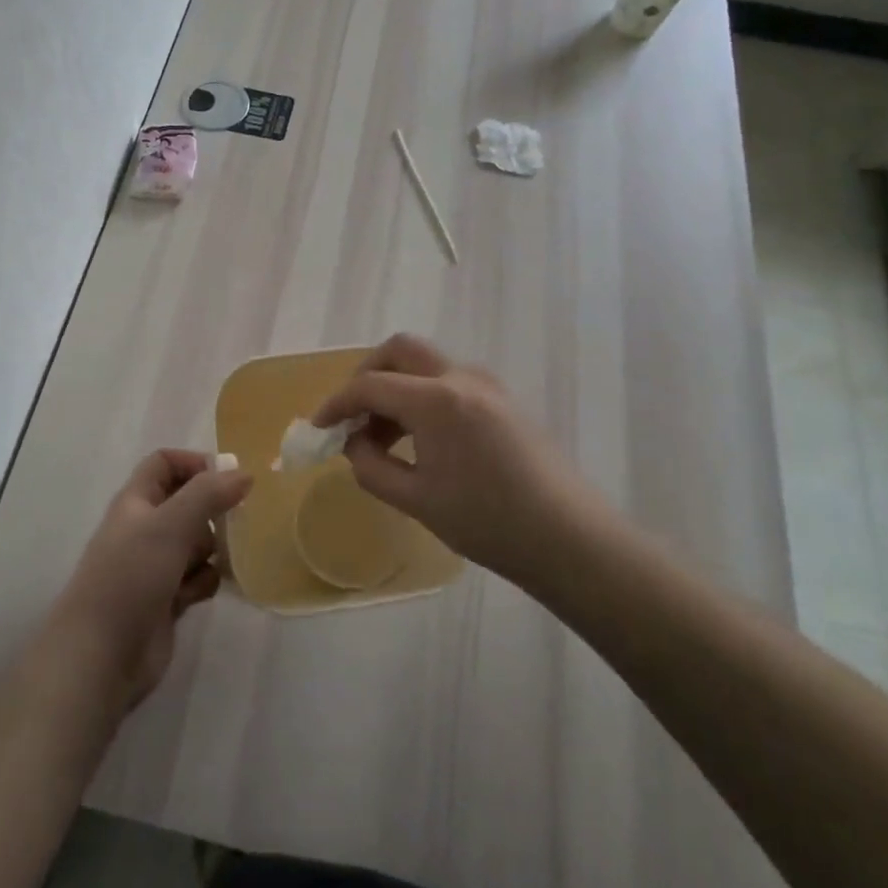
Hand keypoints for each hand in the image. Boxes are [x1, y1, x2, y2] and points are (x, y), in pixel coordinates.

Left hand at [46, 450, 251, 710]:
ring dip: (211, 551)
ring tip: (213, 564)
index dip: (195, 463)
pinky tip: (196, 596)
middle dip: (211, 512)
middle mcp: (145, 528)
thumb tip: (244, 474)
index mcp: (136, 501)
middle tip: (233, 522)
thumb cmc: (131, 576)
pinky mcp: (166, 600)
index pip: (165, 463)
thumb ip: (208, 494)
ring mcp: (155, 565)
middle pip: (187, 502)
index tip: (228, 479)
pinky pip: (197, 577)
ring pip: (197, 542)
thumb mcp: (170, 524)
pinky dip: (203, 582)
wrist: (101, 655)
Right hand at [312, 334, 608, 587]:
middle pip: (400, 349)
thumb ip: (371, 466)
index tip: (318, 428)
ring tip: (382, 436)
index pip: (370, 386)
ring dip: (395, 386)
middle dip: (367, 374)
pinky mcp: (502, 399)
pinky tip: (419, 438)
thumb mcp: (416, 500)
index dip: (336, 404)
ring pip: (425, 363)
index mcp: (436, 400)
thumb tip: (354, 442)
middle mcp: (461, 378)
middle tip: (352, 413)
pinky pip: (449, 381)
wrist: (568, 538)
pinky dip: (421, 395)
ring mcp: (487, 385)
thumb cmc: (488, 522)